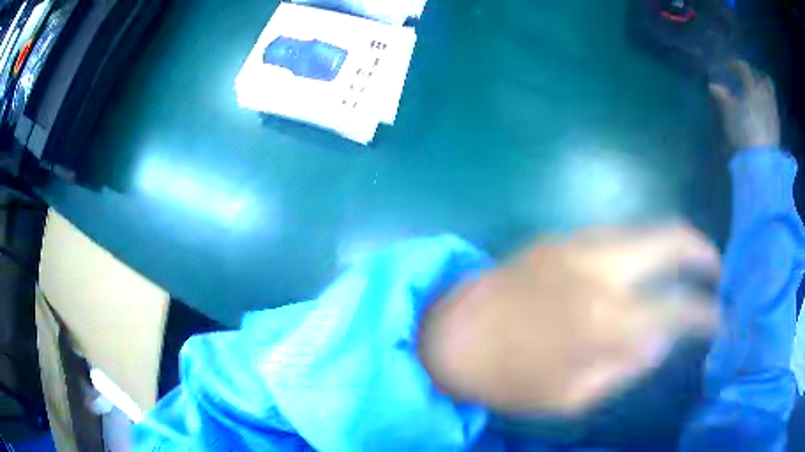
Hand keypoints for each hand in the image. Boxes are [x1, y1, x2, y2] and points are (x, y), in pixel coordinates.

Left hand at [418, 225, 718, 414]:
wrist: (448, 335)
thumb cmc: (507, 379)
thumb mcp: (570, 398)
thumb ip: (624, 369)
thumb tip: (662, 341)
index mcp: (604, 320)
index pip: (677, 308)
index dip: (706, 315)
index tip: (719, 322)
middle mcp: (599, 267)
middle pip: (670, 237)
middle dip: (701, 251)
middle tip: (714, 270)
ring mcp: (577, 243)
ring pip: (644, 229)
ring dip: (672, 244)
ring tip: (686, 266)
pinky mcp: (558, 236)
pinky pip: (616, 234)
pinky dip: (641, 246)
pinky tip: (642, 267)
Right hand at [709, 60, 779, 150]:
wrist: (761, 162)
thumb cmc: (744, 132)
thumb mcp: (729, 114)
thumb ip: (723, 97)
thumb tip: (713, 86)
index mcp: (752, 87)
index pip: (744, 68)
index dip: (735, 65)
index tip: (729, 68)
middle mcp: (765, 94)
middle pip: (763, 77)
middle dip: (756, 75)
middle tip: (749, 79)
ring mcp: (773, 110)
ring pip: (770, 92)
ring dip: (764, 89)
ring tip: (757, 93)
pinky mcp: (777, 125)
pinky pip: (773, 107)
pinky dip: (768, 103)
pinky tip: (763, 109)